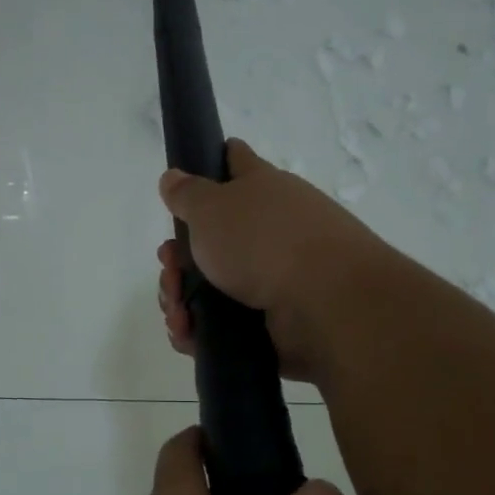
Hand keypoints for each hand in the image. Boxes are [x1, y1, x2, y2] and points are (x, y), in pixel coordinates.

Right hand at [156, 140, 388, 383]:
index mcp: (261, 190)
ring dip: (181, 298)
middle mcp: (269, 230)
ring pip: (210, 286)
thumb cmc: (264, 240)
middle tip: (170, 269)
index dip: (212, 164)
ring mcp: (272, 278)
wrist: (324, 303)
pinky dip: (198, 331)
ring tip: (177, 311)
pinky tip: (186, 333)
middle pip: (210, 239)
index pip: (235, 162)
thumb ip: (186, 194)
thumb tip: (172, 177)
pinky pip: (221, 325)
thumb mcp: (212, 206)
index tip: (188, 180)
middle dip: (177, 258)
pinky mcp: (270, 323)